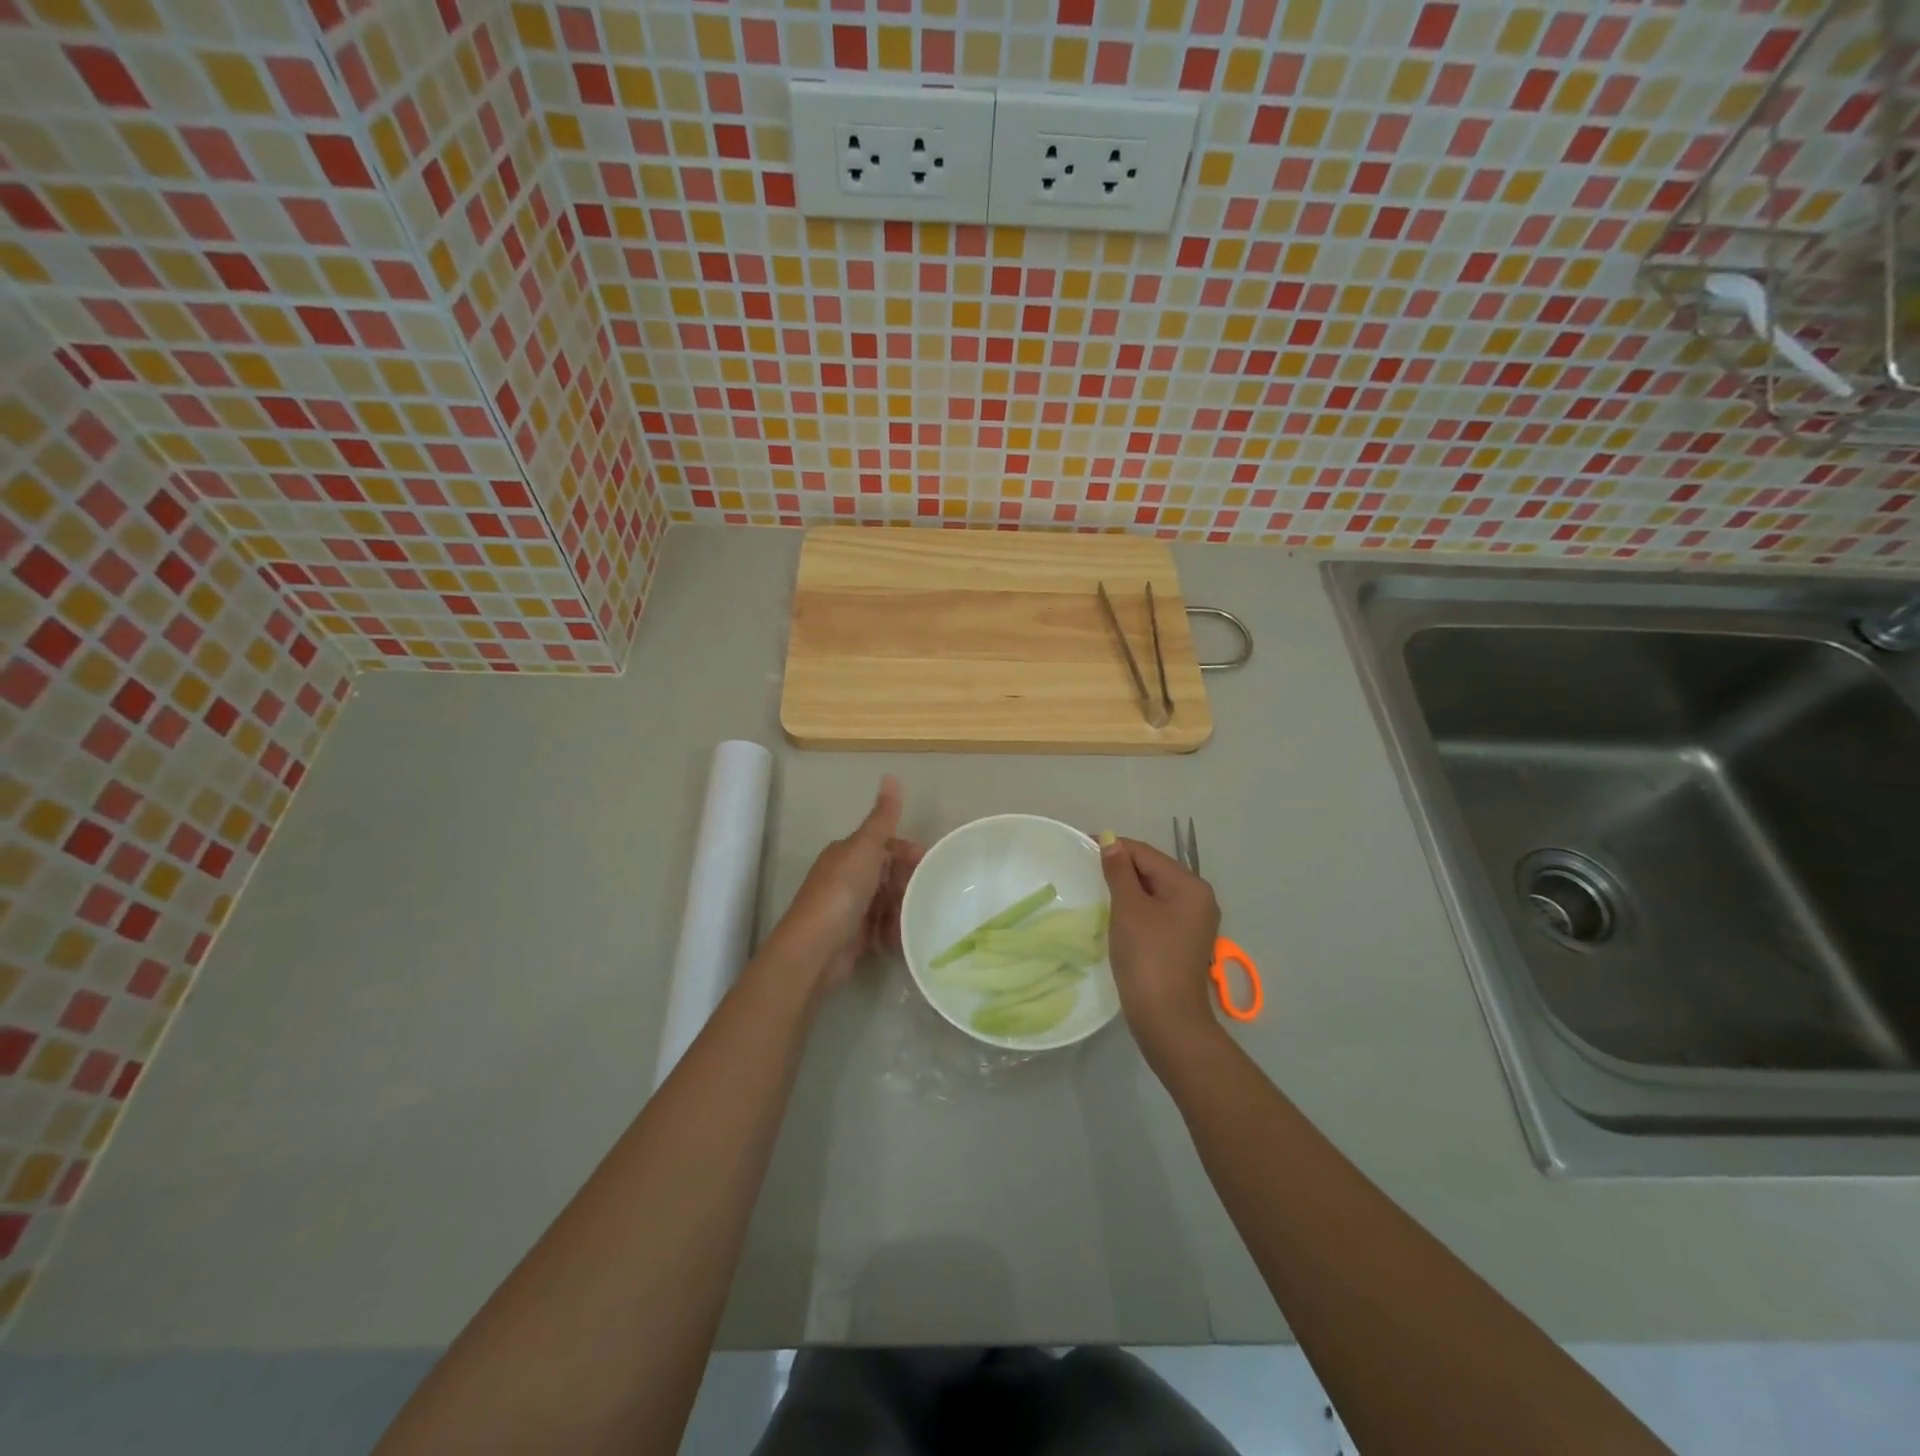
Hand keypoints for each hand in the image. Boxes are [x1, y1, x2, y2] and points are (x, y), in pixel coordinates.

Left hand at [770, 776, 924, 992]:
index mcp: (847, 853)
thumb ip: (882, 817)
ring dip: (904, 908)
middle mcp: (848, 878)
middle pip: (888, 874)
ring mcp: (851, 908)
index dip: (908, 852)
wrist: (815, 949)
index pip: (885, 845)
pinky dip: (894, 931)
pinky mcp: (855, 937)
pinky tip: (906, 935)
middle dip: (909, 882)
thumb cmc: (841, 892)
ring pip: (887, 901)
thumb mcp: (865, 848)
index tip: (932, 863)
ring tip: (922, 916)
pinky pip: (882, 928)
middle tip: (931, 894)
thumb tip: (890, 775)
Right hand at [1100, 837, 1221, 1059]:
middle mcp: (1198, 898)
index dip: (1114, 847)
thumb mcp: (1128, 909)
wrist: (1167, 1019)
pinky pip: (1157, 911)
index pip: (1146, 854)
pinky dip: (1136, 907)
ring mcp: (1194, 921)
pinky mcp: (1184, 940)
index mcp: (1190, 885)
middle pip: (1153, 870)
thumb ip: (1119, 871)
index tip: (1082, 846)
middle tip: (1086, 870)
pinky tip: (1115, 914)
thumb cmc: (1147, 957)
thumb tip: (1110, 840)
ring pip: (1154, 891)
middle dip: (1121, 868)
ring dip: (1127, 888)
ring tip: (1097, 890)